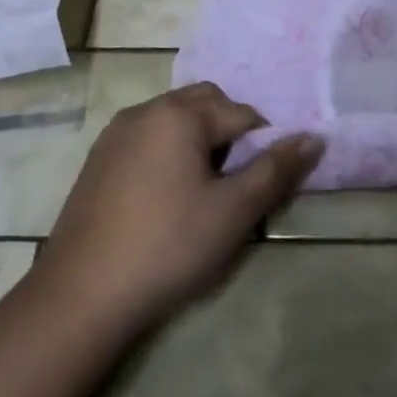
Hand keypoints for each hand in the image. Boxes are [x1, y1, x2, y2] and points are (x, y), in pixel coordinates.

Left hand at [33, 82, 321, 336]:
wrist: (82, 293)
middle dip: (229, 133)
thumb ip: (276, 170)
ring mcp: (116, 132)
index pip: (242, 113)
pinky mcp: (98, 158)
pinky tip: (166, 197)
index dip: (261, 146)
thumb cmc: (168, 245)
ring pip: (174, 119)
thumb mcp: (234, 211)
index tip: (259, 187)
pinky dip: (168, 152)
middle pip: (205, 104)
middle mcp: (146, 109)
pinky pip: (147, 138)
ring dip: (198, 141)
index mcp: (180, 113)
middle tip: (234, 183)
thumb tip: (314, 137)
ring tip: (202, 191)